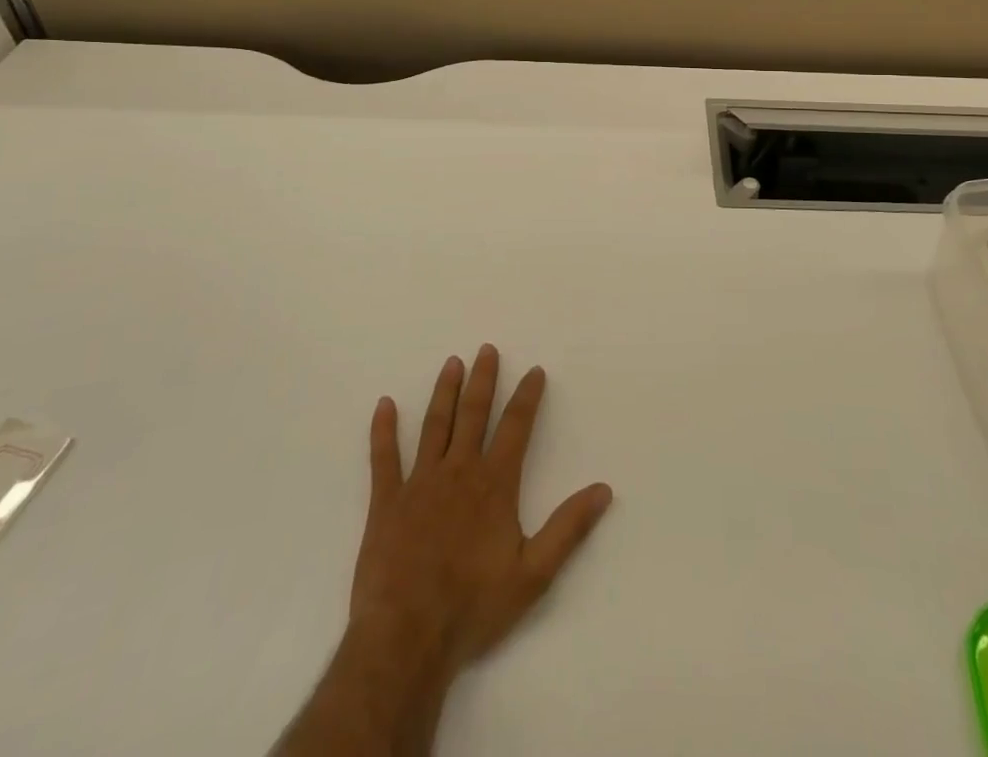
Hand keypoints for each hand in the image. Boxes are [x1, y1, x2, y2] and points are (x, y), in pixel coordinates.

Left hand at [350, 345, 612, 684]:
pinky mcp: (386, 502)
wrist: (406, 639)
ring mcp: (419, 483)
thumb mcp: (533, 574)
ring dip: (445, 392)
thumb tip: (603, 489)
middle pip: (474, 414)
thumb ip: (569, 528)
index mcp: (494, 484)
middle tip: (487, 349)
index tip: (534, 370)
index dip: (527, 396)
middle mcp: (459, 471)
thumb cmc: (473, 607)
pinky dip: (383, 430)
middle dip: (483, 380)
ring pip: (435, 425)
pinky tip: (384, 405)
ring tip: (452, 363)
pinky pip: (384, 458)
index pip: (516, 427)